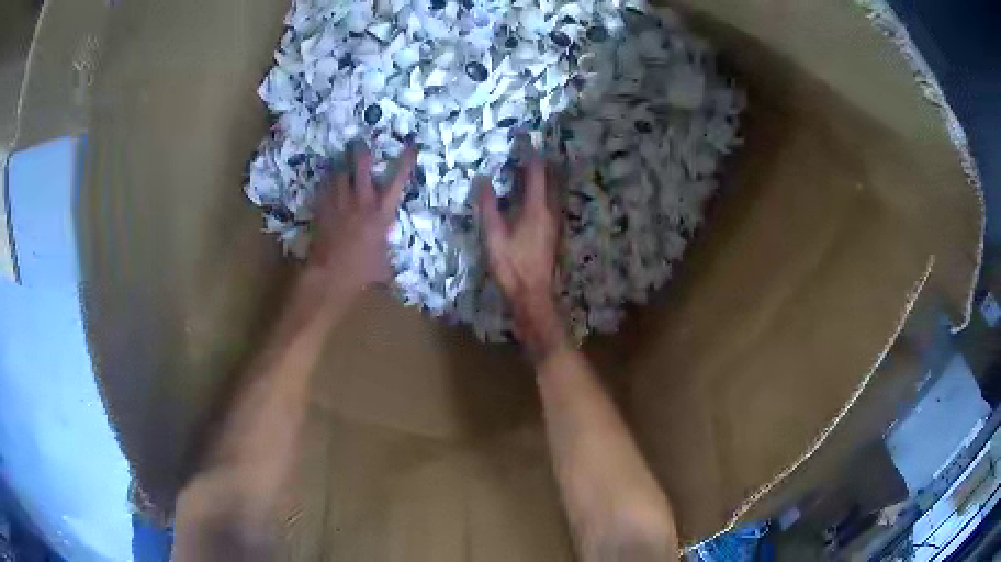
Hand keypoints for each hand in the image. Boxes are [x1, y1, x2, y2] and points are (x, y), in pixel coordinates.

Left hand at [308, 142, 416, 298]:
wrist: (331, 273)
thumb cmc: (361, 271)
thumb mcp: (383, 265)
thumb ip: (386, 254)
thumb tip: (391, 266)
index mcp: (382, 212)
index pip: (398, 180)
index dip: (406, 160)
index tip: (411, 146)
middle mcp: (362, 200)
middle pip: (361, 165)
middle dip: (361, 152)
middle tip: (359, 143)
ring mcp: (340, 202)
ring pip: (339, 173)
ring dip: (341, 168)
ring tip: (341, 164)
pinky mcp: (322, 208)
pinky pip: (324, 188)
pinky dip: (327, 184)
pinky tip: (327, 184)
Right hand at [477, 154, 566, 360]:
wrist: (533, 295)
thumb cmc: (512, 266)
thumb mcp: (494, 236)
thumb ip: (489, 207)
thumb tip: (483, 181)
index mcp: (536, 209)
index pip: (536, 174)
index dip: (531, 155)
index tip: (527, 138)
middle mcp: (550, 212)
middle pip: (551, 180)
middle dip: (543, 163)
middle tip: (533, 149)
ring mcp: (554, 224)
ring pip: (555, 192)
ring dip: (548, 177)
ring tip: (536, 167)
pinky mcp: (553, 234)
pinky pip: (553, 204)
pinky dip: (547, 192)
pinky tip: (539, 196)